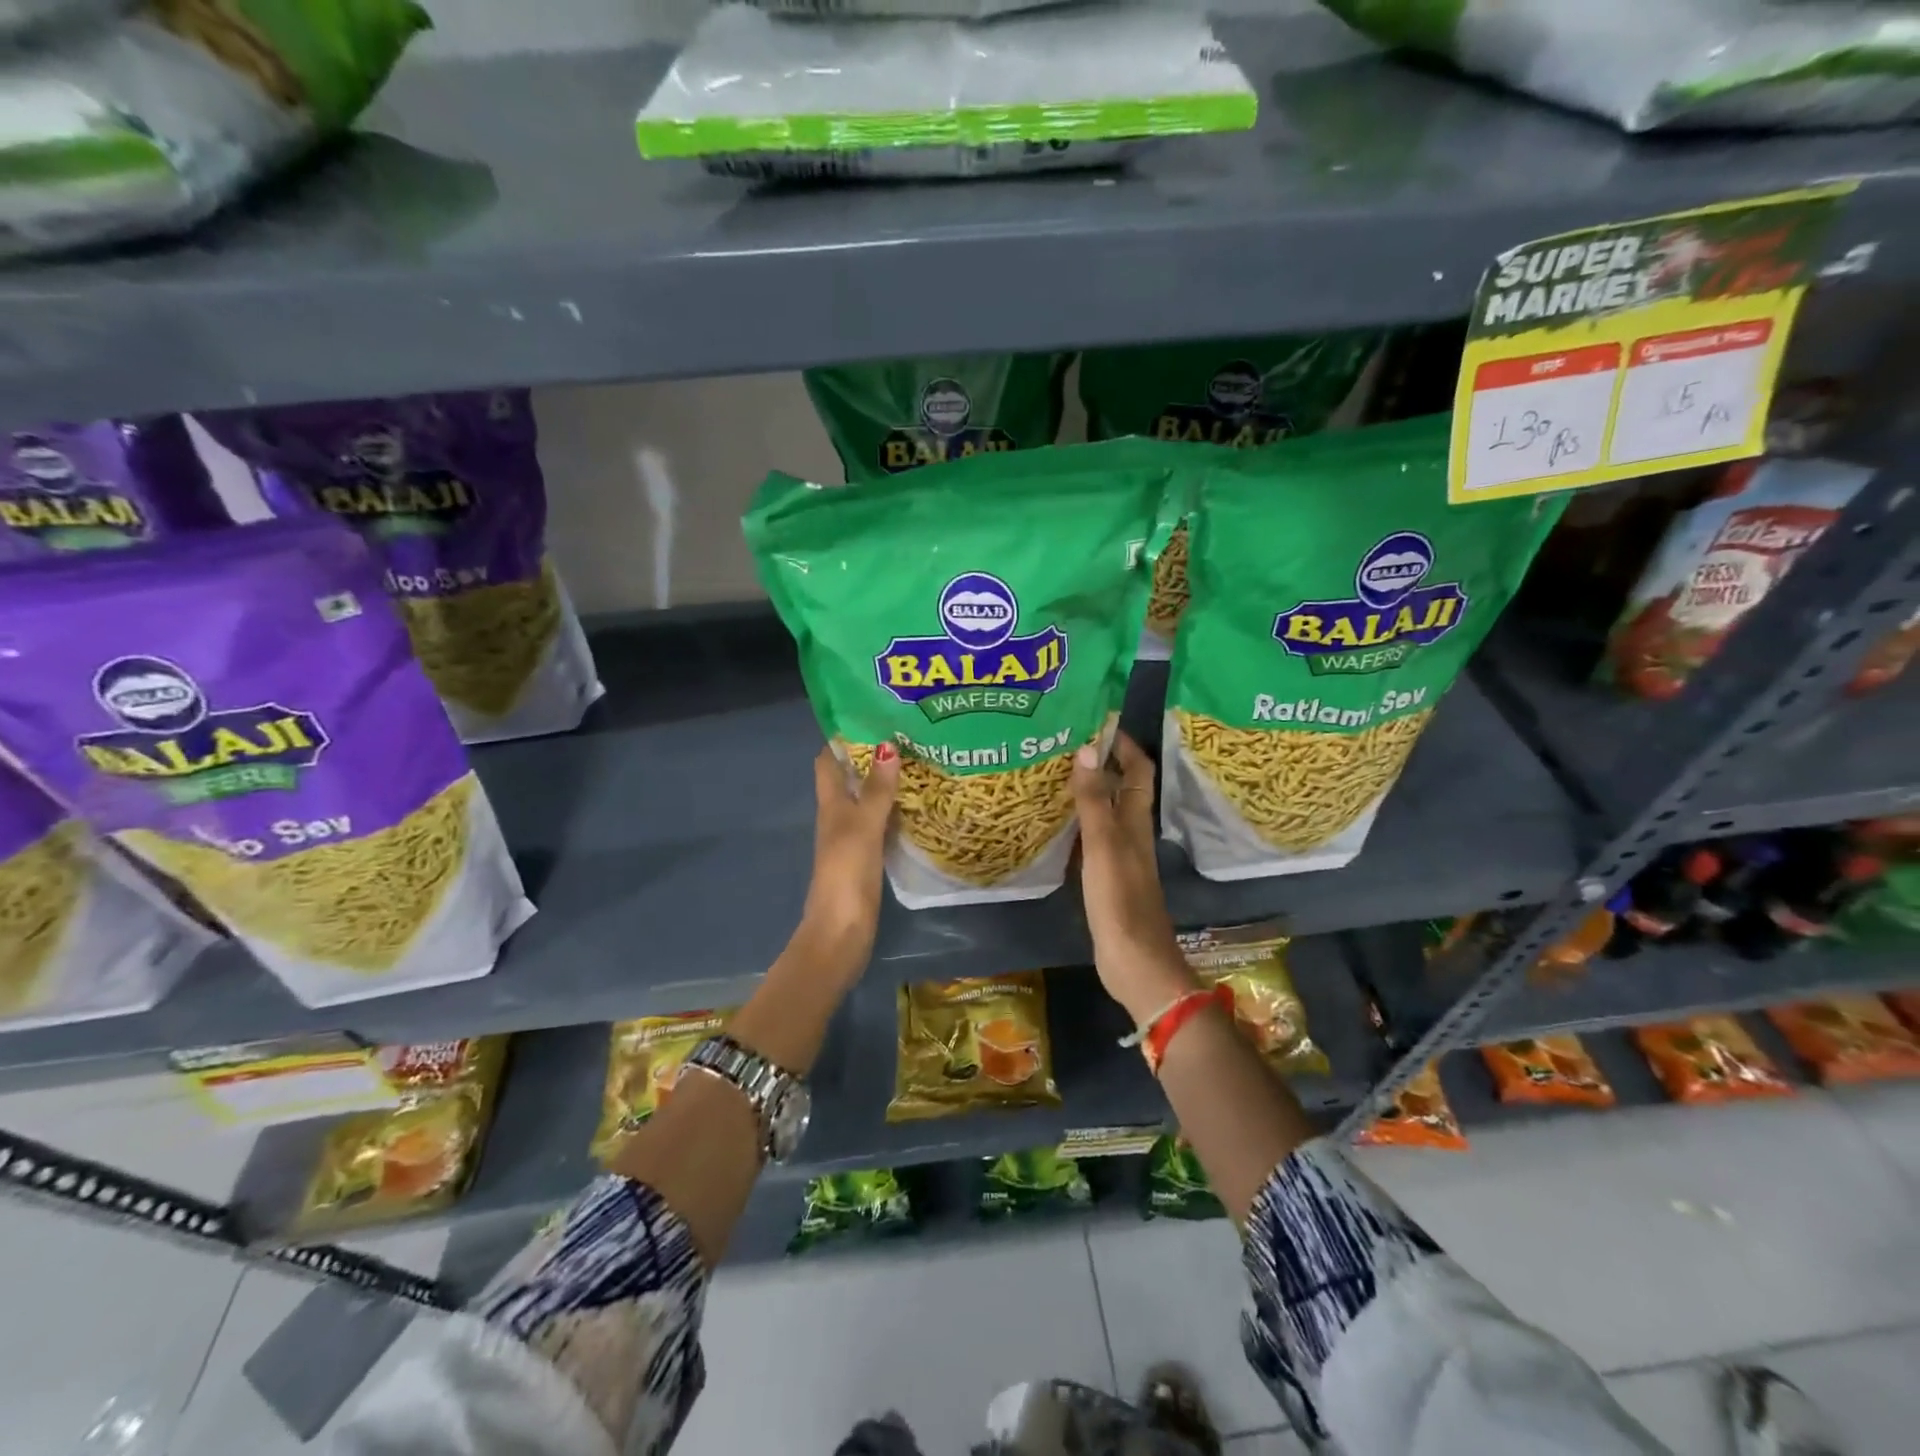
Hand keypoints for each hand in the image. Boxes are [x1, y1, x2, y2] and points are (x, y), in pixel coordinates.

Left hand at [801, 742, 898, 959]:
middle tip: (904, 736)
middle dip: (870, 757)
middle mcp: (838, 818)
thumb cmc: (847, 872)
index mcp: (830, 806)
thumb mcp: (863, 826)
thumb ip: (877, 790)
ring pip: (866, 801)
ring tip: (916, 762)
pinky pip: (880, 825)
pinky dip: (894, 811)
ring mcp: (852, 839)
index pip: (827, 762)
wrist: (842, 929)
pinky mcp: (867, 859)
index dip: (841, 739)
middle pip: (849, 779)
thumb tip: (887, 745)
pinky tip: (916, 806)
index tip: (868, 717)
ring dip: (884, 784)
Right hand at [1071, 732, 1197, 1023]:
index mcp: (1137, 822)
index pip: (1139, 771)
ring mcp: (1120, 857)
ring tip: (1054, 773)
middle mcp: (1132, 834)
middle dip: (1101, 763)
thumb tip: (1087, 749)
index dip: (1124, 744)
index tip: (1098, 721)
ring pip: (1107, 812)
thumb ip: (1095, 800)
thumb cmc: (1120, 901)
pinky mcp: (1107, 878)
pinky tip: (1055, 822)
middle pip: (1122, 788)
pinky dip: (1078, 822)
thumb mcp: (1103, 846)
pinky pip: (1092, 838)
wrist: (1134, 963)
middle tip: (1065, 743)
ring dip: (1089, 791)